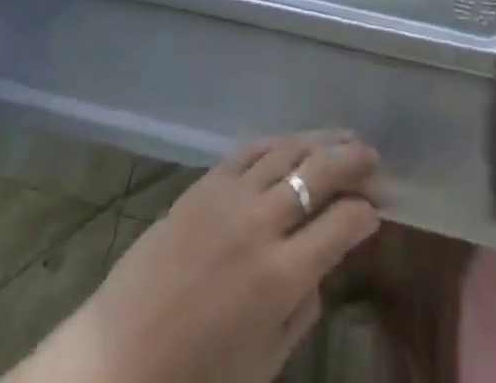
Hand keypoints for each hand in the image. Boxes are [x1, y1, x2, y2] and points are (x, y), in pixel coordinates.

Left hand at [6, 133, 380, 382]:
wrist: (119, 357)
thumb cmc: (195, 376)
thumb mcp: (263, 362)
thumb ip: (301, 311)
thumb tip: (321, 267)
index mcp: (281, 277)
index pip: (342, 226)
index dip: (366, 214)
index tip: (377, 211)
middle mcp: (262, 225)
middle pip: (320, 173)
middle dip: (353, 161)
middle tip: (373, 157)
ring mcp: (231, 196)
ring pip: (288, 151)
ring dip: (321, 140)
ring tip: (344, 137)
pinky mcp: (205, 182)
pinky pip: (251, 150)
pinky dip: (279, 142)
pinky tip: (292, 141)